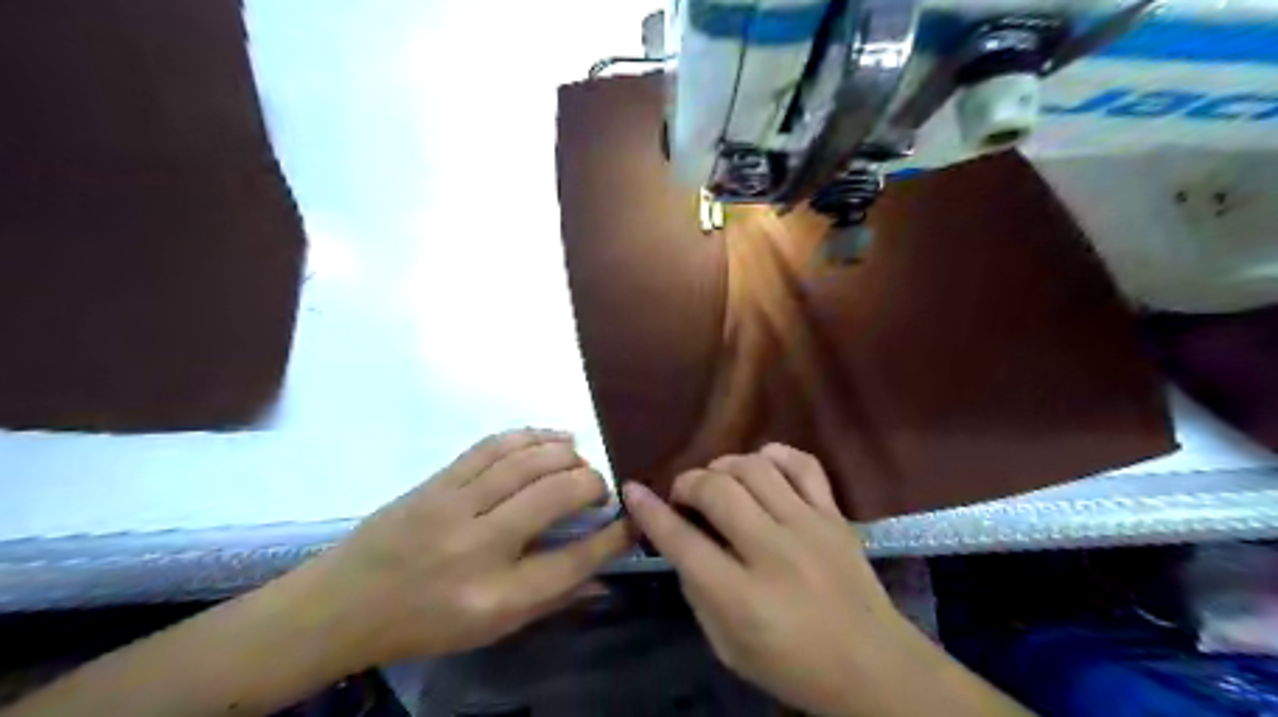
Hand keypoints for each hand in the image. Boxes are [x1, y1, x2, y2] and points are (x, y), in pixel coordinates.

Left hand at [309, 425, 627, 665]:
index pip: (573, 560)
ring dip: (566, 454)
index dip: (613, 536)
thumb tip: (604, 580)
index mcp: (496, 597)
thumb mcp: (491, 631)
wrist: (342, 604)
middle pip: (556, 497)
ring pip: (527, 462)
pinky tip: (553, 437)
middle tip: (600, 489)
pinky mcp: (438, 481)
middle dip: (592, 484)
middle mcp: (480, 547)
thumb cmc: (423, 625)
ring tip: (580, 459)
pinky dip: (531, 435)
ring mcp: (455, 507)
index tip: (632, 520)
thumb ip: (552, 602)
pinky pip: (493, 446)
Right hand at [625, 445, 903, 714]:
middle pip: (716, 491)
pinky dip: (775, 455)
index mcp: (742, 597)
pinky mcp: (835, 515)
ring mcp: (809, 528)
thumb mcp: (728, 649)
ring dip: (724, 466)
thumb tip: (681, 545)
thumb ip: (698, 594)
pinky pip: (804, 464)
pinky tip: (762, 464)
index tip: (632, 489)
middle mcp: (773, 553)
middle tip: (684, 495)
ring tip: (719, 481)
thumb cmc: (794, 667)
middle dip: (688, 483)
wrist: (875, 668)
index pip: (682, 541)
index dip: (650, 511)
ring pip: (755, 468)